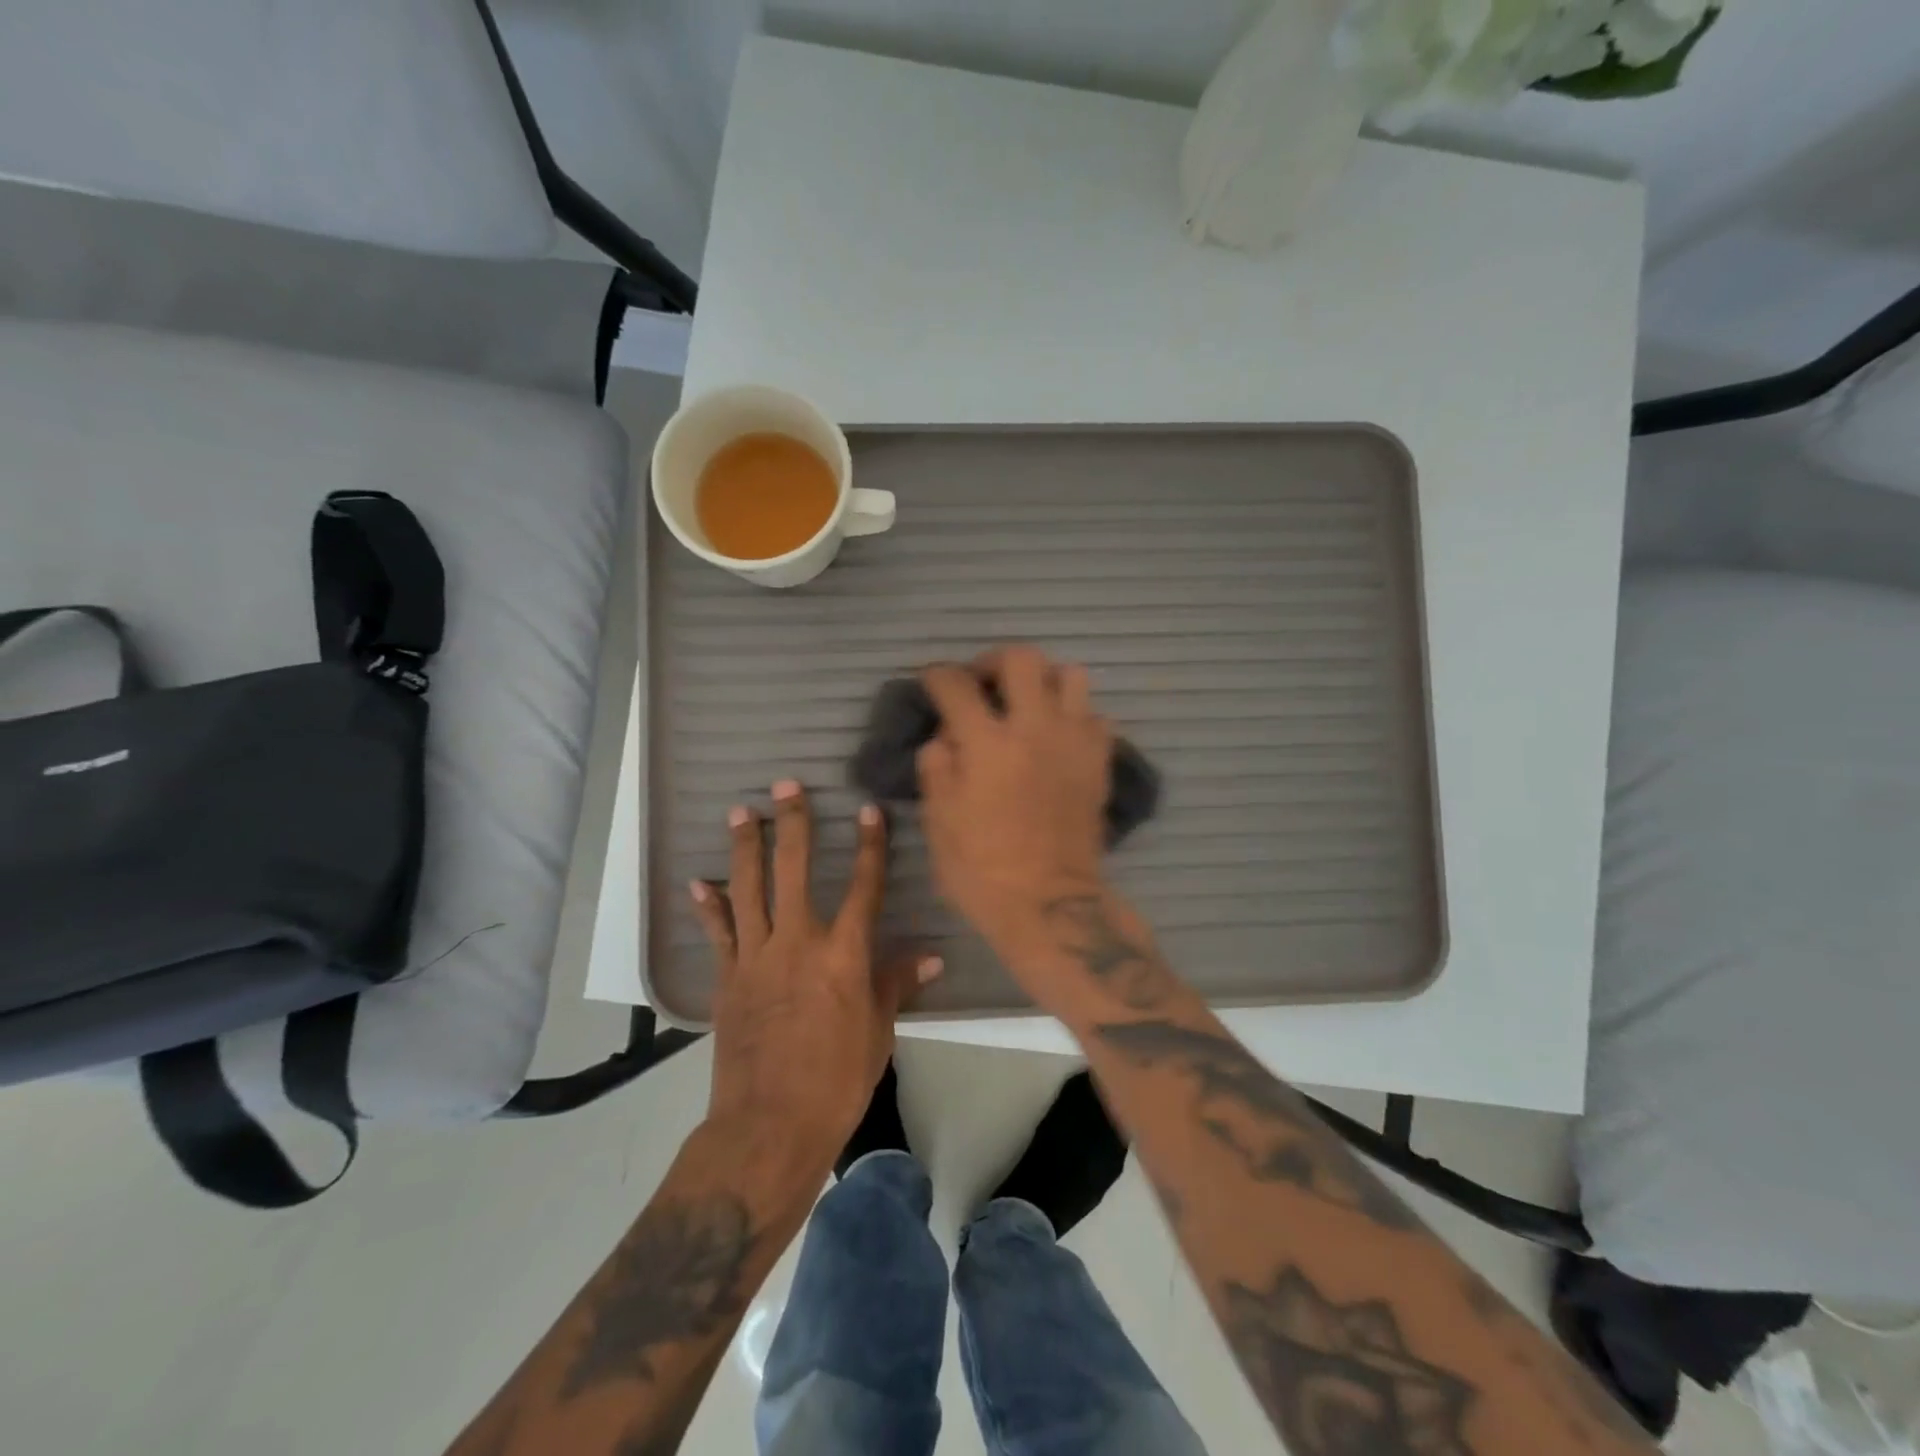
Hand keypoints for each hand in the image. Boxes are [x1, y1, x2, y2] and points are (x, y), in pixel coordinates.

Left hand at [690, 780, 939, 1181]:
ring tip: (742, 813)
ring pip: (748, 890)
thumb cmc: (837, 1082)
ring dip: (745, 848)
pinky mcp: (728, 980)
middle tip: (786, 787)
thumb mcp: (878, 1033)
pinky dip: (709, 907)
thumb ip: (895, 984)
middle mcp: (798, 944)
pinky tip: (699, 882)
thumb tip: (930, 956)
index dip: (869, 846)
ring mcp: (756, 959)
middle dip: (793, 825)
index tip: (868, 810)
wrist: (768, 1127)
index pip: (864, 887)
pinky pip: (718, 934)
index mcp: (844, 956)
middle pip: (794, 871)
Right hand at [917, 646, 1114, 955]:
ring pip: (1070, 675)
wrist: (1050, 905)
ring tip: (1028, 703)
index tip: (932, 680)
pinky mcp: (1100, 760)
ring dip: (1043, 680)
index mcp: (987, 743)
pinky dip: (1074, 715)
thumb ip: (936, 766)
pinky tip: (1058, 736)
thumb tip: (945, 736)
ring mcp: (1074, 741)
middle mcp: (1034, 728)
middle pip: (1021, 658)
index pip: (956, 684)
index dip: (937, 675)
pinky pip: (1095, 715)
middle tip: (983, 682)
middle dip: (993, 661)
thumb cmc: (983, 870)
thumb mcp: (939, 821)